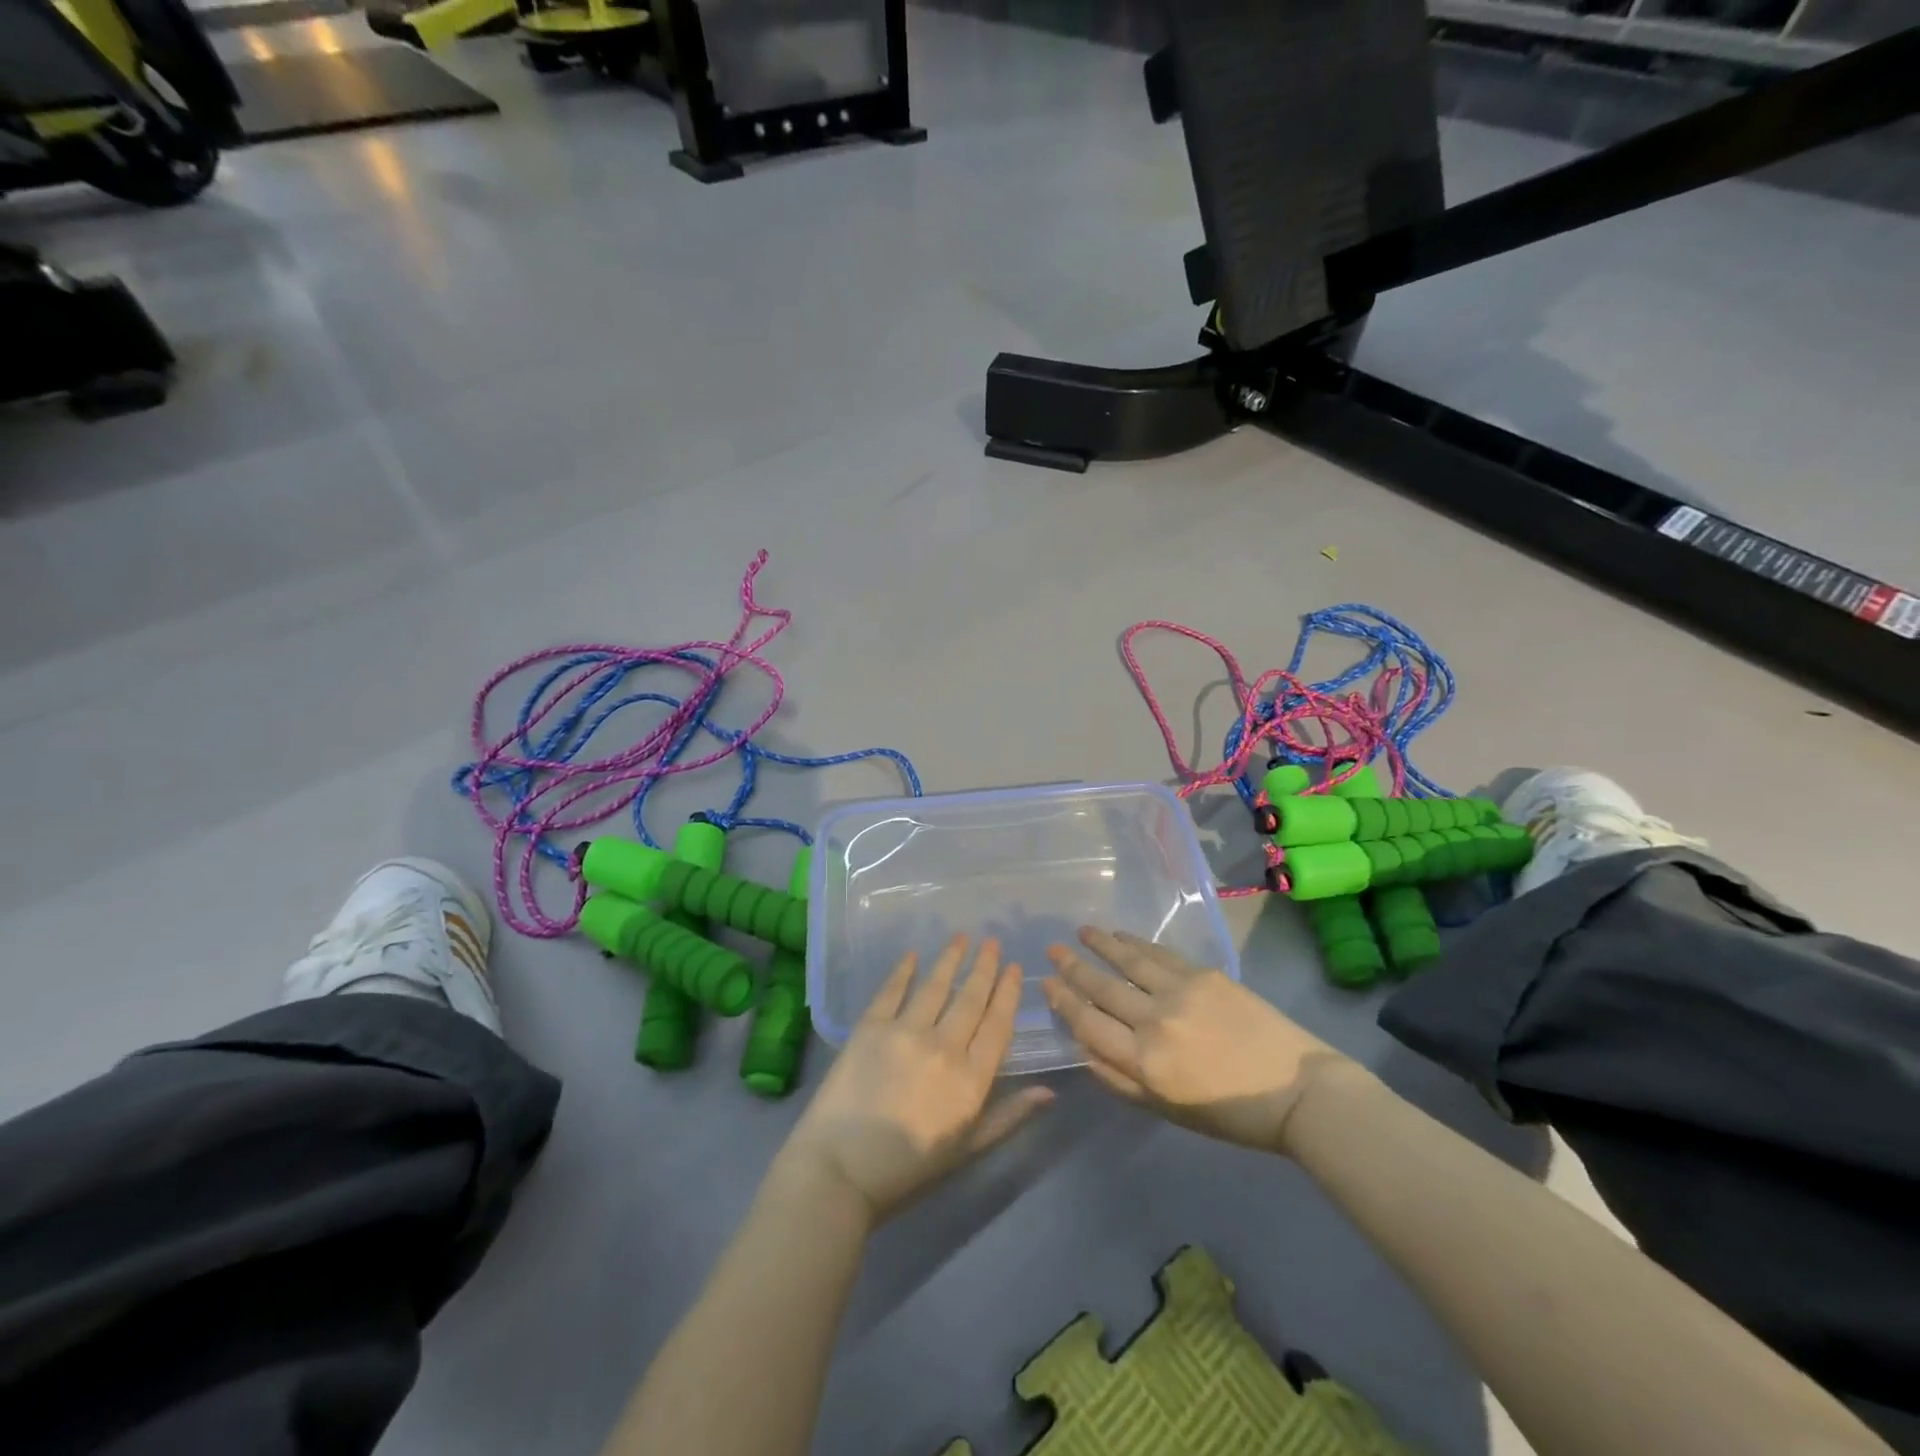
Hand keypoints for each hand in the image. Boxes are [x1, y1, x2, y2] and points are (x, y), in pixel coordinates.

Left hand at [780, 935, 1053, 1226]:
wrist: (839, 1171)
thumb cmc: (907, 1171)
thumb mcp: (966, 1150)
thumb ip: (1008, 1117)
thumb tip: (1049, 1091)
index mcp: (971, 1080)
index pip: (998, 1026)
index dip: (1007, 994)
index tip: (1013, 968)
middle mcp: (944, 1047)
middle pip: (970, 999)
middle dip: (984, 968)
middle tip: (992, 941)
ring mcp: (906, 1032)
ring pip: (936, 987)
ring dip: (950, 959)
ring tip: (961, 937)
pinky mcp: (870, 1027)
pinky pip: (892, 990)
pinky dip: (904, 970)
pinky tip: (912, 954)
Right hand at [1042, 927, 1351, 1154]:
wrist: (1297, 1090)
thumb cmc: (1231, 1114)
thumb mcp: (1168, 1110)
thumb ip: (1121, 1080)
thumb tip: (1084, 1048)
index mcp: (1145, 1064)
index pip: (1089, 1024)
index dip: (1064, 1002)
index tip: (1047, 984)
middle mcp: (1155, 1022)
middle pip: (1103, 988)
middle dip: (1073, 968)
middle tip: (1052, 950)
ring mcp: (1181, 992)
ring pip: (1129, 961)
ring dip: (1101, 945)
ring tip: (1081, 931)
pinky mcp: (1205, 975)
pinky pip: (1160, 954)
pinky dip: (1137, 942)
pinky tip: (1121, 935)